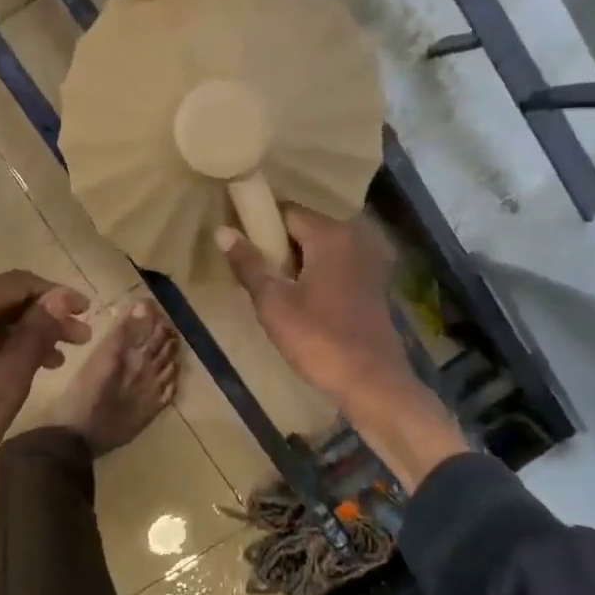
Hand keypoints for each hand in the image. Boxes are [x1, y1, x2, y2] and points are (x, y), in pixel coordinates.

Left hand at [0, 272, 91, 560]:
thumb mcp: (0, 387)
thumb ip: (33, 337)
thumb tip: (60, 298)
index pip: (18, 283)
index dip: (58, 296)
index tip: (90, 315)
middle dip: (42, 316)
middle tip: (80, 341)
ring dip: (20, 334)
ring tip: (56, 360)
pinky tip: (15, 370)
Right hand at [218, 207, 466, 490]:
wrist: (371, 382)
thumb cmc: (318, 339)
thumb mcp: (273, 303)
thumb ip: (249, 264)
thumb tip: (223, 231)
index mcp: (330, 235)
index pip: (286, 212)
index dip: (259, 226)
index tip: (240, 248)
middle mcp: (353, 239)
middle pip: (304, 229)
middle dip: (277, 247)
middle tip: (251, 274)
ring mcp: (367, 262)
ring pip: (318, 251)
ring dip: (294, 265)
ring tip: (271, 291)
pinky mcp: (371, 285)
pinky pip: (334, 268)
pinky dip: (314, 277)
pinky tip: (300, 304)